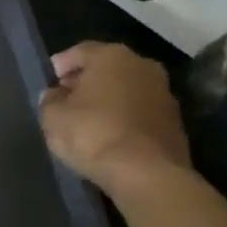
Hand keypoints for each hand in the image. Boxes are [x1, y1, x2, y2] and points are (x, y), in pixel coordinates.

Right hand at [40, 41, 191, 194]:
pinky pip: (141, 111)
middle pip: (107, 68)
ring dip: (109, 99)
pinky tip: (110, 134)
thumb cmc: (92, 134)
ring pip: (127, 89)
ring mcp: (164, 94)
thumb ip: (50, 99)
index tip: (51, 80)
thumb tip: (56, 95)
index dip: (62, 65)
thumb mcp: (52, 116)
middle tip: (68, 98)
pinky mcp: (176, 122)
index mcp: (111, 56)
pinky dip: (125, 117)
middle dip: (87, 80)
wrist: (147, 174)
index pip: (80, 51)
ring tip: (89, 119)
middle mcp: (142, 66)